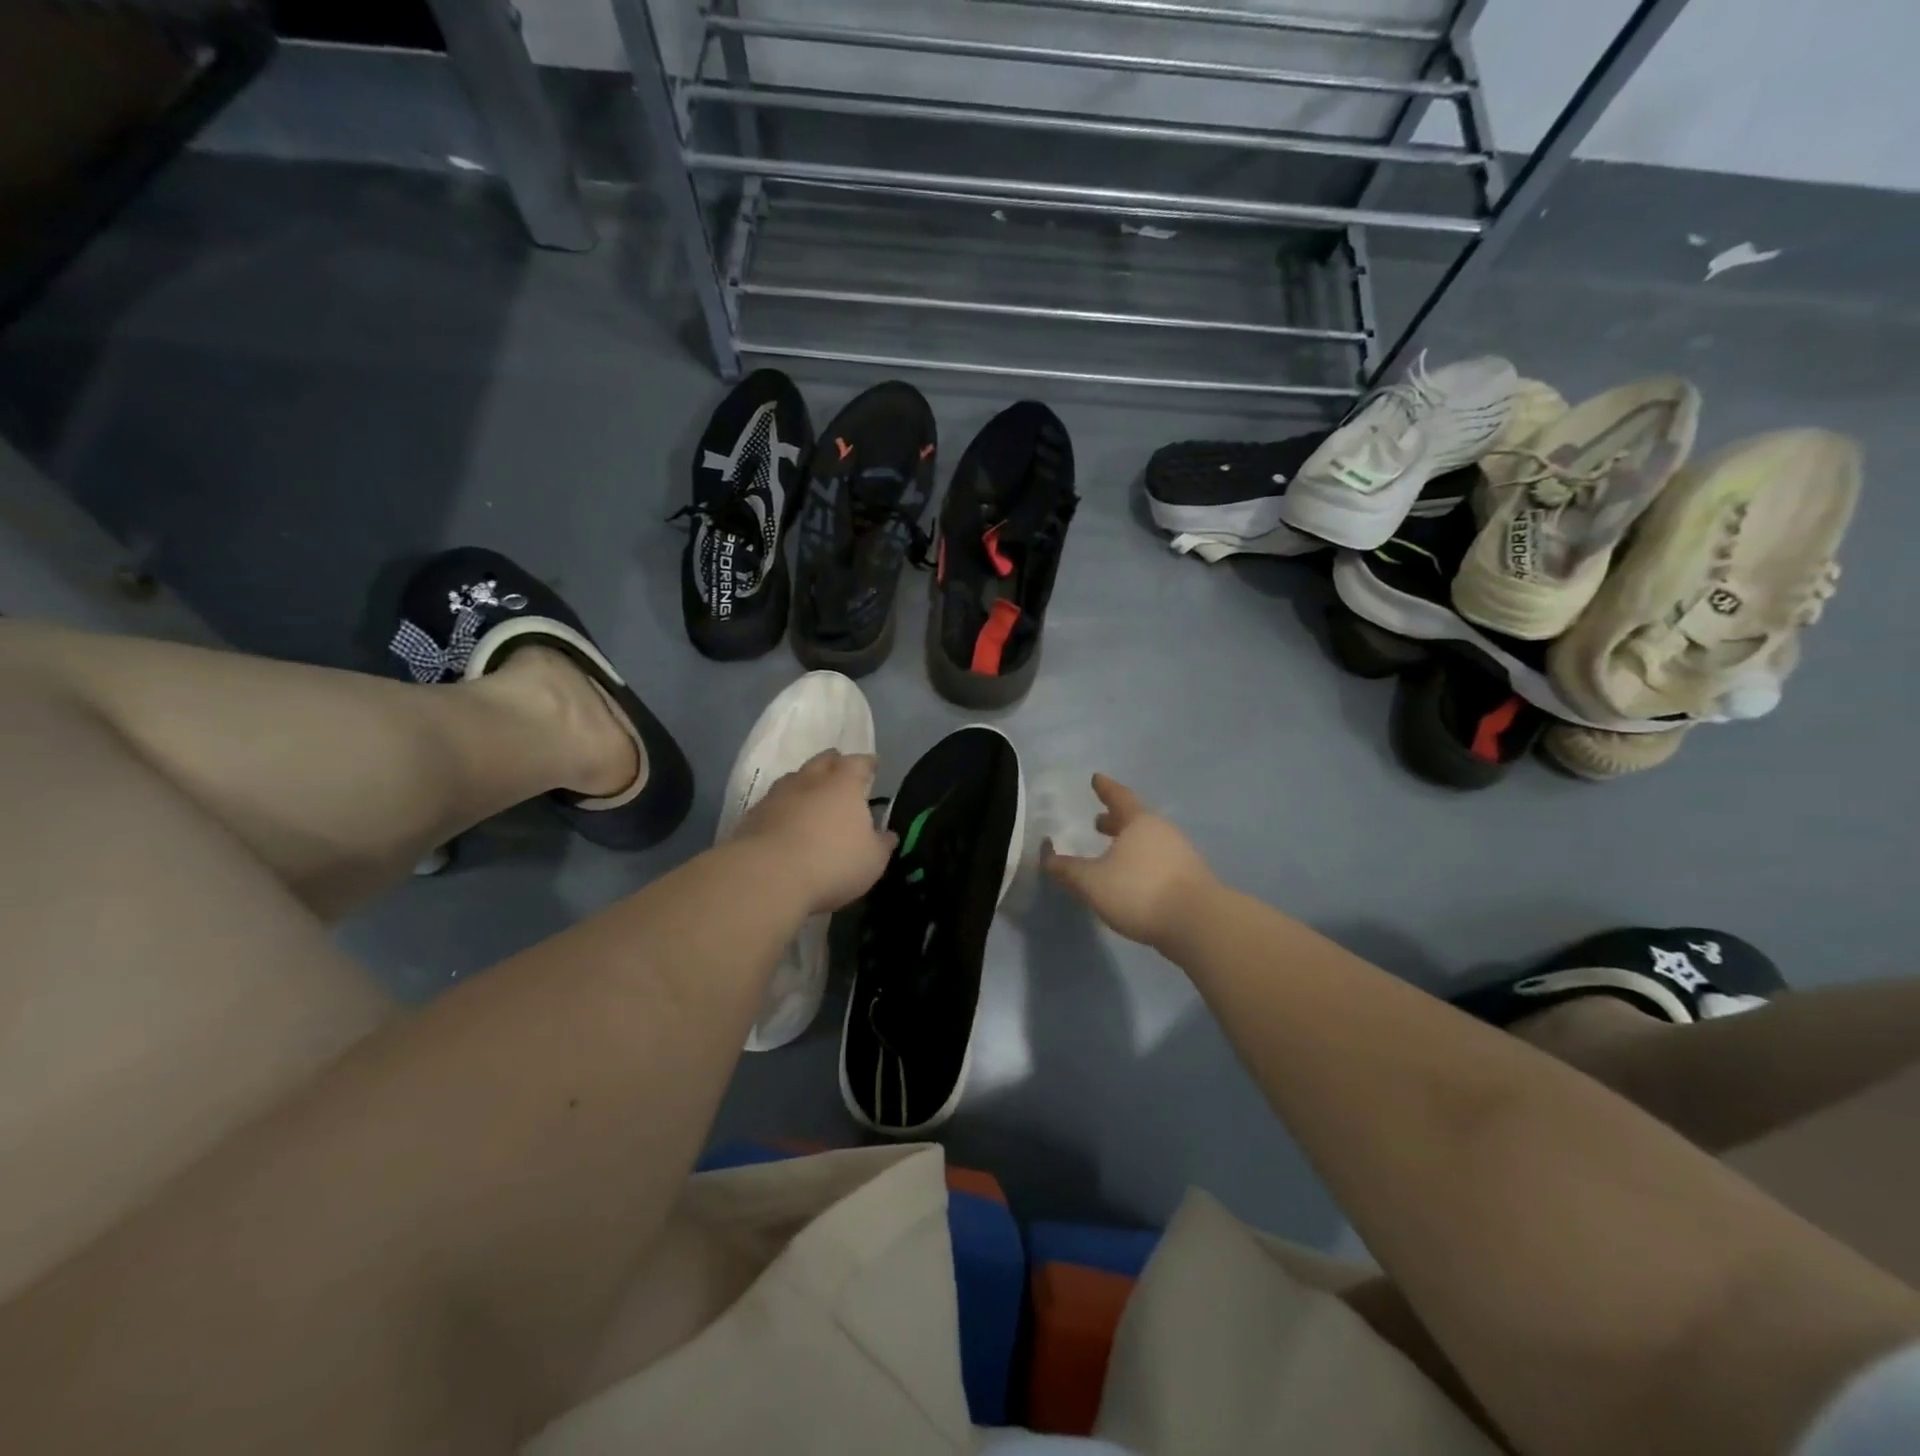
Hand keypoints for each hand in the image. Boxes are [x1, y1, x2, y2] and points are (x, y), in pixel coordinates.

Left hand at [735, 750, 895, 914]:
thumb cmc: (832, 863)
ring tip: (811, 792)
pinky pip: (773, 802)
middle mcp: (810, 781)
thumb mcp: (872, 861)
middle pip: (823, 761)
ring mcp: (777, 796)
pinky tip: (785, 819)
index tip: (873, 764)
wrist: (768, 876)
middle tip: (841, 768)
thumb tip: (887, 835)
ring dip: (805, 782)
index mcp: (843, 785)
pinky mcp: (753, 816)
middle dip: (834, 762)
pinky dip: (783, 806)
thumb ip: (881, 844)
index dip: (868, 763)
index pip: (859, 763)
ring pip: (794, 778)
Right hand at [1042, 774, 1214, 948]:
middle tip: (1098, 822)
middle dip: (1115, 821)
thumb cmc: (1139, 891)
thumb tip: (1046, 858)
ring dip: (1129, 844)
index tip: (1096, 778)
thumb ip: (1067, 870)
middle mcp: (1163, 832)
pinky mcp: (1191, 879)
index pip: (1119, 797)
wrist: (1198, 923)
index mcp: (1139, 823)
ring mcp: (1181, 855)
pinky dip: (1142, 864)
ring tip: (1112, 855)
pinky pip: (1159, 862)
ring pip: (1148, 842)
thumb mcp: (1092, 882)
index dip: (1105, 788)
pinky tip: (1133, 880)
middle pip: (1135, 820)